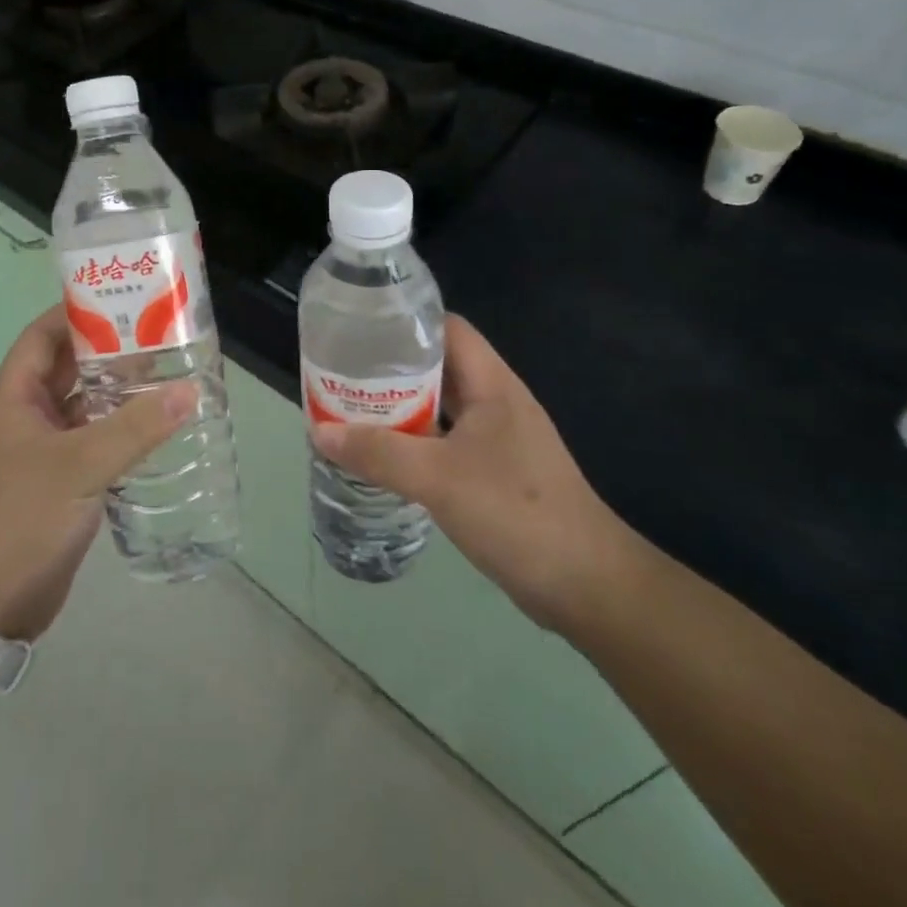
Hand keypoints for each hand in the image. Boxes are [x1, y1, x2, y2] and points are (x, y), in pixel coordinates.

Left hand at [0, 307, 194, 641]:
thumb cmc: (20, 520)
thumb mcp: (80, 467)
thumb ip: (135, 429)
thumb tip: (189, 391)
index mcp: (15, 400)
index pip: (41, 338)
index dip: (73, 314)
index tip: (118, 300)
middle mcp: (26, 420)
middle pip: (67, 371)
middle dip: (107, 352)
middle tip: (158, 336)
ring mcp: (41, 454)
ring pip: (83, 409)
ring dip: (117, 394)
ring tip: (167, 375)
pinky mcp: (58, 486)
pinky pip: (91, 444)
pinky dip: (118, 433)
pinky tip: (155, 430)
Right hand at [311, 314, 639, 635]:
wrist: (586, 585)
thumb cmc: (516, 512)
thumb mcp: (438, 477)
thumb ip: (378, 453)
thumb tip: (320, 431)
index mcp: (491, 384)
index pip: (447, 328)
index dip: (405, 321)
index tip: (359, 328)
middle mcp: (495, 402)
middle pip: (438, 367)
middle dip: (390, 368)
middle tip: (342, 374)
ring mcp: (497, 439)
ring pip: (439, 408)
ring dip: (399, 409)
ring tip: (350, 410)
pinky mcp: (494, 473)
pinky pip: (445, 443)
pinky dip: (413, 443)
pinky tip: (382, 456)